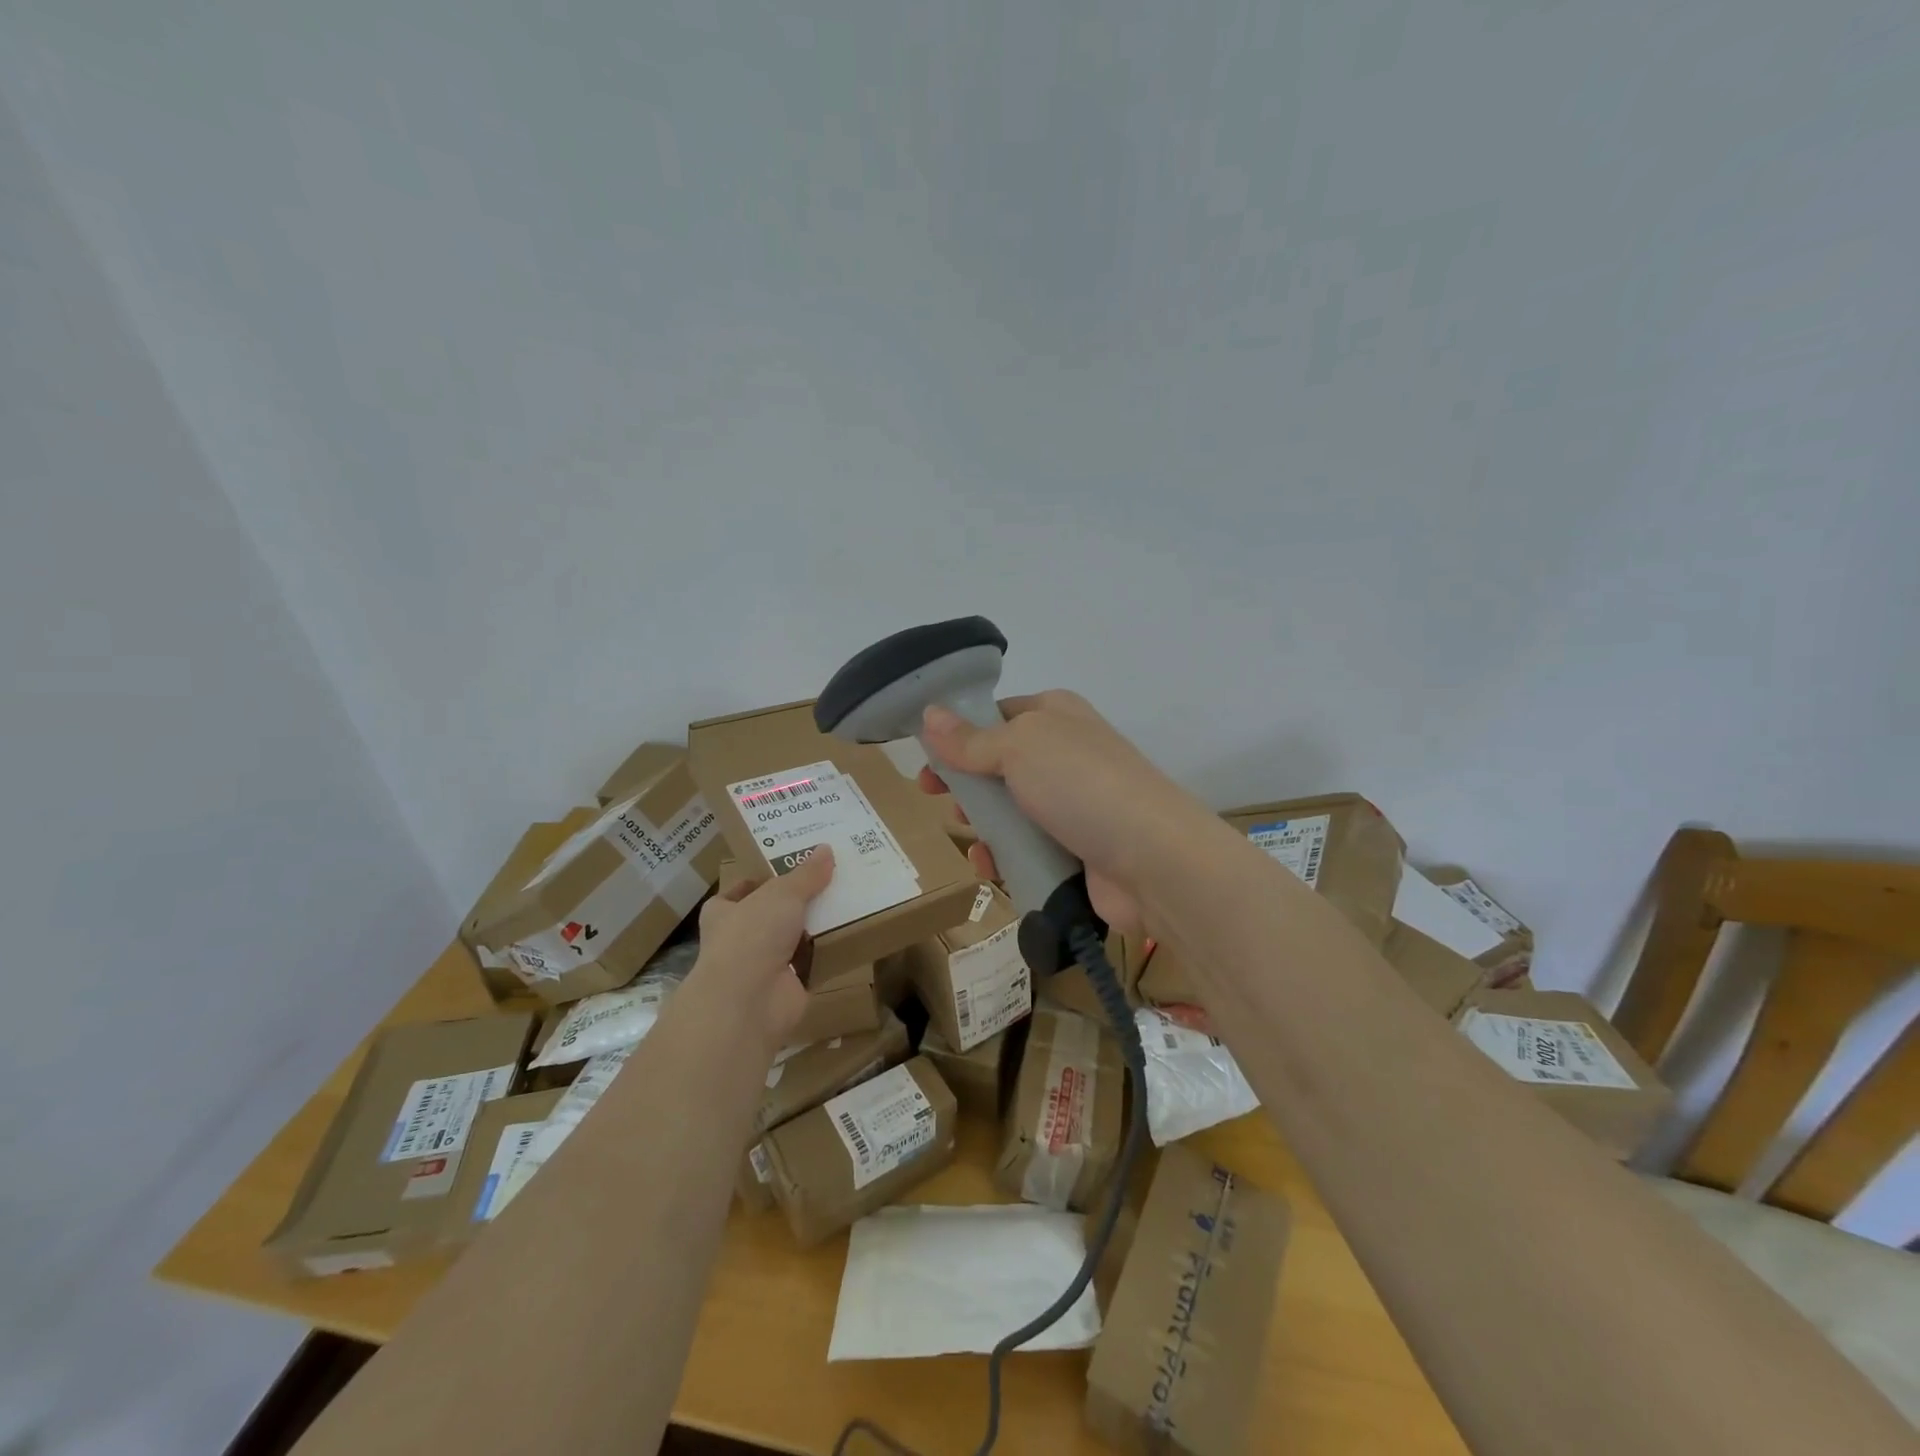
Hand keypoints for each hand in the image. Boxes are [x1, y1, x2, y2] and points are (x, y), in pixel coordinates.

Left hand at [691, 847, 833, 1051]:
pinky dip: (828, 952)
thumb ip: (805, 874)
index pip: (738, 893)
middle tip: (830, 880)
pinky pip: (812, 963)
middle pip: (771, 915)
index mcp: (724, 913)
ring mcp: (762, 967)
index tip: (786, 869)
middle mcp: (739, 940)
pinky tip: (852, 933)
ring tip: (848, 901)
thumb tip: (826, 849)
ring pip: (793, 939)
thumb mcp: (782, 893)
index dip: (758, 881)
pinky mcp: (787, 987)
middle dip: (796, 902)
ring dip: (815, 927)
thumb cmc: (753, 936)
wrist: (749, 1001)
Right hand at [915, 690, 1203, 933]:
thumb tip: (930, 714)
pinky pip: (1028, 849)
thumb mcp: (1019, 748)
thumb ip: (970, 739)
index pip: (998, 714)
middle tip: (936, 798)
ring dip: (983, 825)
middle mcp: (1066, 754)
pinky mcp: (1077, 849)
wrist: (1153, 859)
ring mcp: (1074, 804)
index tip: (925, 756)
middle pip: (1000, 765)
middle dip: (966, 783)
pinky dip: (1005, 857)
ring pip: (1011, 810)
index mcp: (1057, 715)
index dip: (959, 733)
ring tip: (967, 837)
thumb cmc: (1081, 785)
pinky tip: (990, 868)